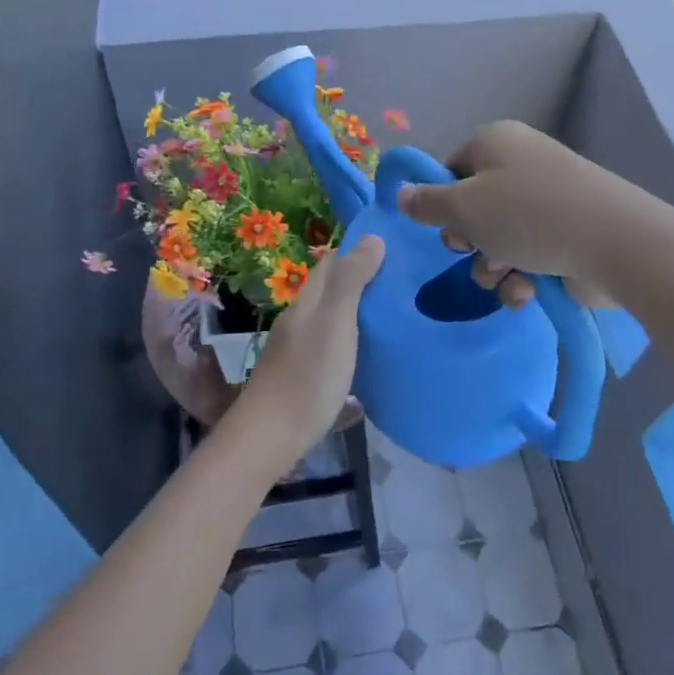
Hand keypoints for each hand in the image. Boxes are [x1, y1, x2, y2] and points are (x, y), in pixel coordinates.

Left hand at [227, 236, 385, 470]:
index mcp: (307, 301)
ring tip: (394, 316)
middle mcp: (300, 319)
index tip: (395, 252)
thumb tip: (372, 237)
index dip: (359, 252)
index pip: (332, 263)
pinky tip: (371, 355)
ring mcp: (298, 349)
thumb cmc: (308, 375)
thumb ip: (351, 281)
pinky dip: (352, 342)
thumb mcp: (336, 322)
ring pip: (331, 319)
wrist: (270, 437)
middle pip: (331, 290)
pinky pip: (332, 346)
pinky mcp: (303, 376)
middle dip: (362, 281)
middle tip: (403, 284)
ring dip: (358, 313)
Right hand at [396, 122, 621, 309]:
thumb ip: (426, 204)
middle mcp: (521, 164)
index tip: (442, 227)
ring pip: (498, 238)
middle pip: (473, 207)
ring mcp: (548, 200)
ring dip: (492, 265)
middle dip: (468, 240)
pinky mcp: (567, 234)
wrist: (614, 242)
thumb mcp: (464, 207)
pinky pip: (529, 254)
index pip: (451, 169)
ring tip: (505, 276)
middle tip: (472, 251)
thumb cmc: (528, 215)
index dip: (441, 202)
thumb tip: (400, 195)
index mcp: (495, 142)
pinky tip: (527, 291)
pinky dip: (522, 276)